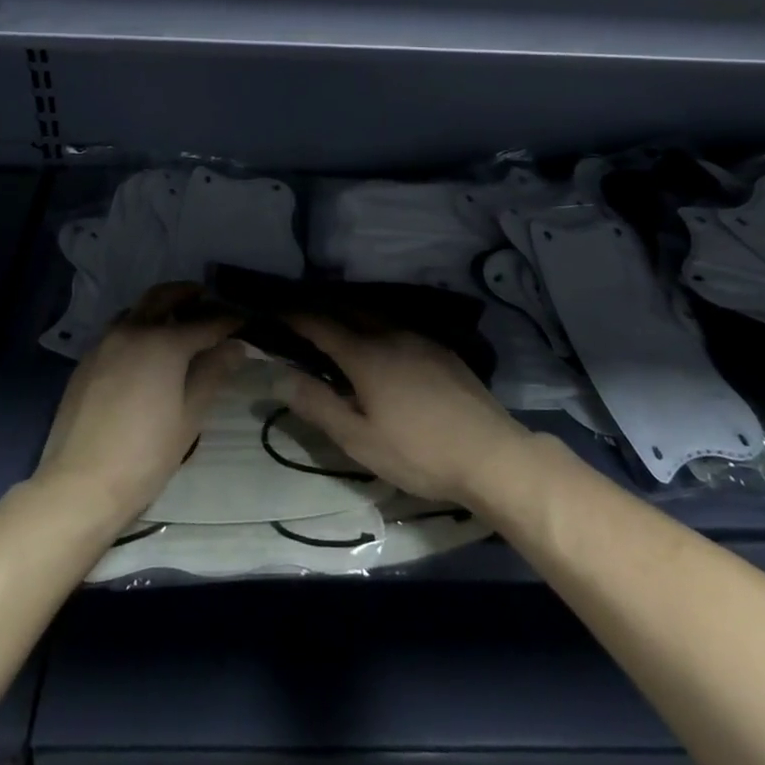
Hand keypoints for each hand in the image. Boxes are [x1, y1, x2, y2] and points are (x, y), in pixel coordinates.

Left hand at [34, 282, 243, 524]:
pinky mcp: (86, 360)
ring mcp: (105, 343)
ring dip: (159, 307)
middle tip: (206, 300)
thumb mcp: (190, 415)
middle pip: (163, 296)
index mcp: (164, 342)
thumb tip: (235, 346)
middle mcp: (133, 330)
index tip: (243, 321)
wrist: (80, 484)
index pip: (206, 322)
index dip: (228, 321)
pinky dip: (137, 327)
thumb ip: (213, 372)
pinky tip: (145, 352)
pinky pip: (117, 330)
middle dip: (187, 293)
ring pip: (136, 309)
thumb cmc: (146, 453)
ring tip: (176, 323)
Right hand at [276, 316, 535, 505]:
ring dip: (350, 316)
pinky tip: (381, 346)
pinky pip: (399, 326)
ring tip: (336, 328)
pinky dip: (377, 327)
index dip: (295, 316)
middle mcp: (391, 334)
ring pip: (376, 316)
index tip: (274, 310)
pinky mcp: (442, 350)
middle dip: (322, 310)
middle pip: (348, 310)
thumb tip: (279, 374)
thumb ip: (318, 404)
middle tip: (301, 318)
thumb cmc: (418, 452)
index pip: (321, 324)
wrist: (490, 454)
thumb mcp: (359, 439)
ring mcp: (420, 339)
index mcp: (365, 354)